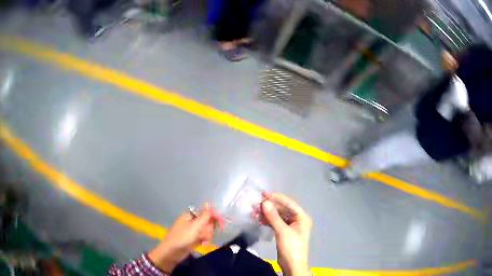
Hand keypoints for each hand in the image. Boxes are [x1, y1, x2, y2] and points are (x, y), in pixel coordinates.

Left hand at [149, 203, 223, 272]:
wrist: (172, 252)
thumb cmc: (183, 237)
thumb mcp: (195, 226)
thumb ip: (204, 216)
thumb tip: (209, 203)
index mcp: (189, 216)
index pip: (205, 213)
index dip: (214, 217)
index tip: (222, 223)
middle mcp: (191, 222)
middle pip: (206, 222)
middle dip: (209, 228)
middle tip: (205, 234)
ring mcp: (192, 231)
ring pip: (206, 231)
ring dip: (206, 235)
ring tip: (202, 241)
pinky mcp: (193, 240)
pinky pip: (203, 237)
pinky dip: (204, 240)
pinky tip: (202, 244)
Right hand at [261, 193, 311, 275]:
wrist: (292, 264)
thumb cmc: (291, 246)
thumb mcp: (282, 231)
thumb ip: (274, 216)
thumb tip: (265, 202)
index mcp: (302, 217)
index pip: (289, 204)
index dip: (277, 198)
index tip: (264, 193)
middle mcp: (297, 220)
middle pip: (283, 209)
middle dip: (270, 206)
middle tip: (256, 203)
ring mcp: (290, 226)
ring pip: (278, 216)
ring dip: (267, 214)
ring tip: (254, 211)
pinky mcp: (284, 232)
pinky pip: (275, 223)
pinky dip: (267, 221)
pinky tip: (258, 219)